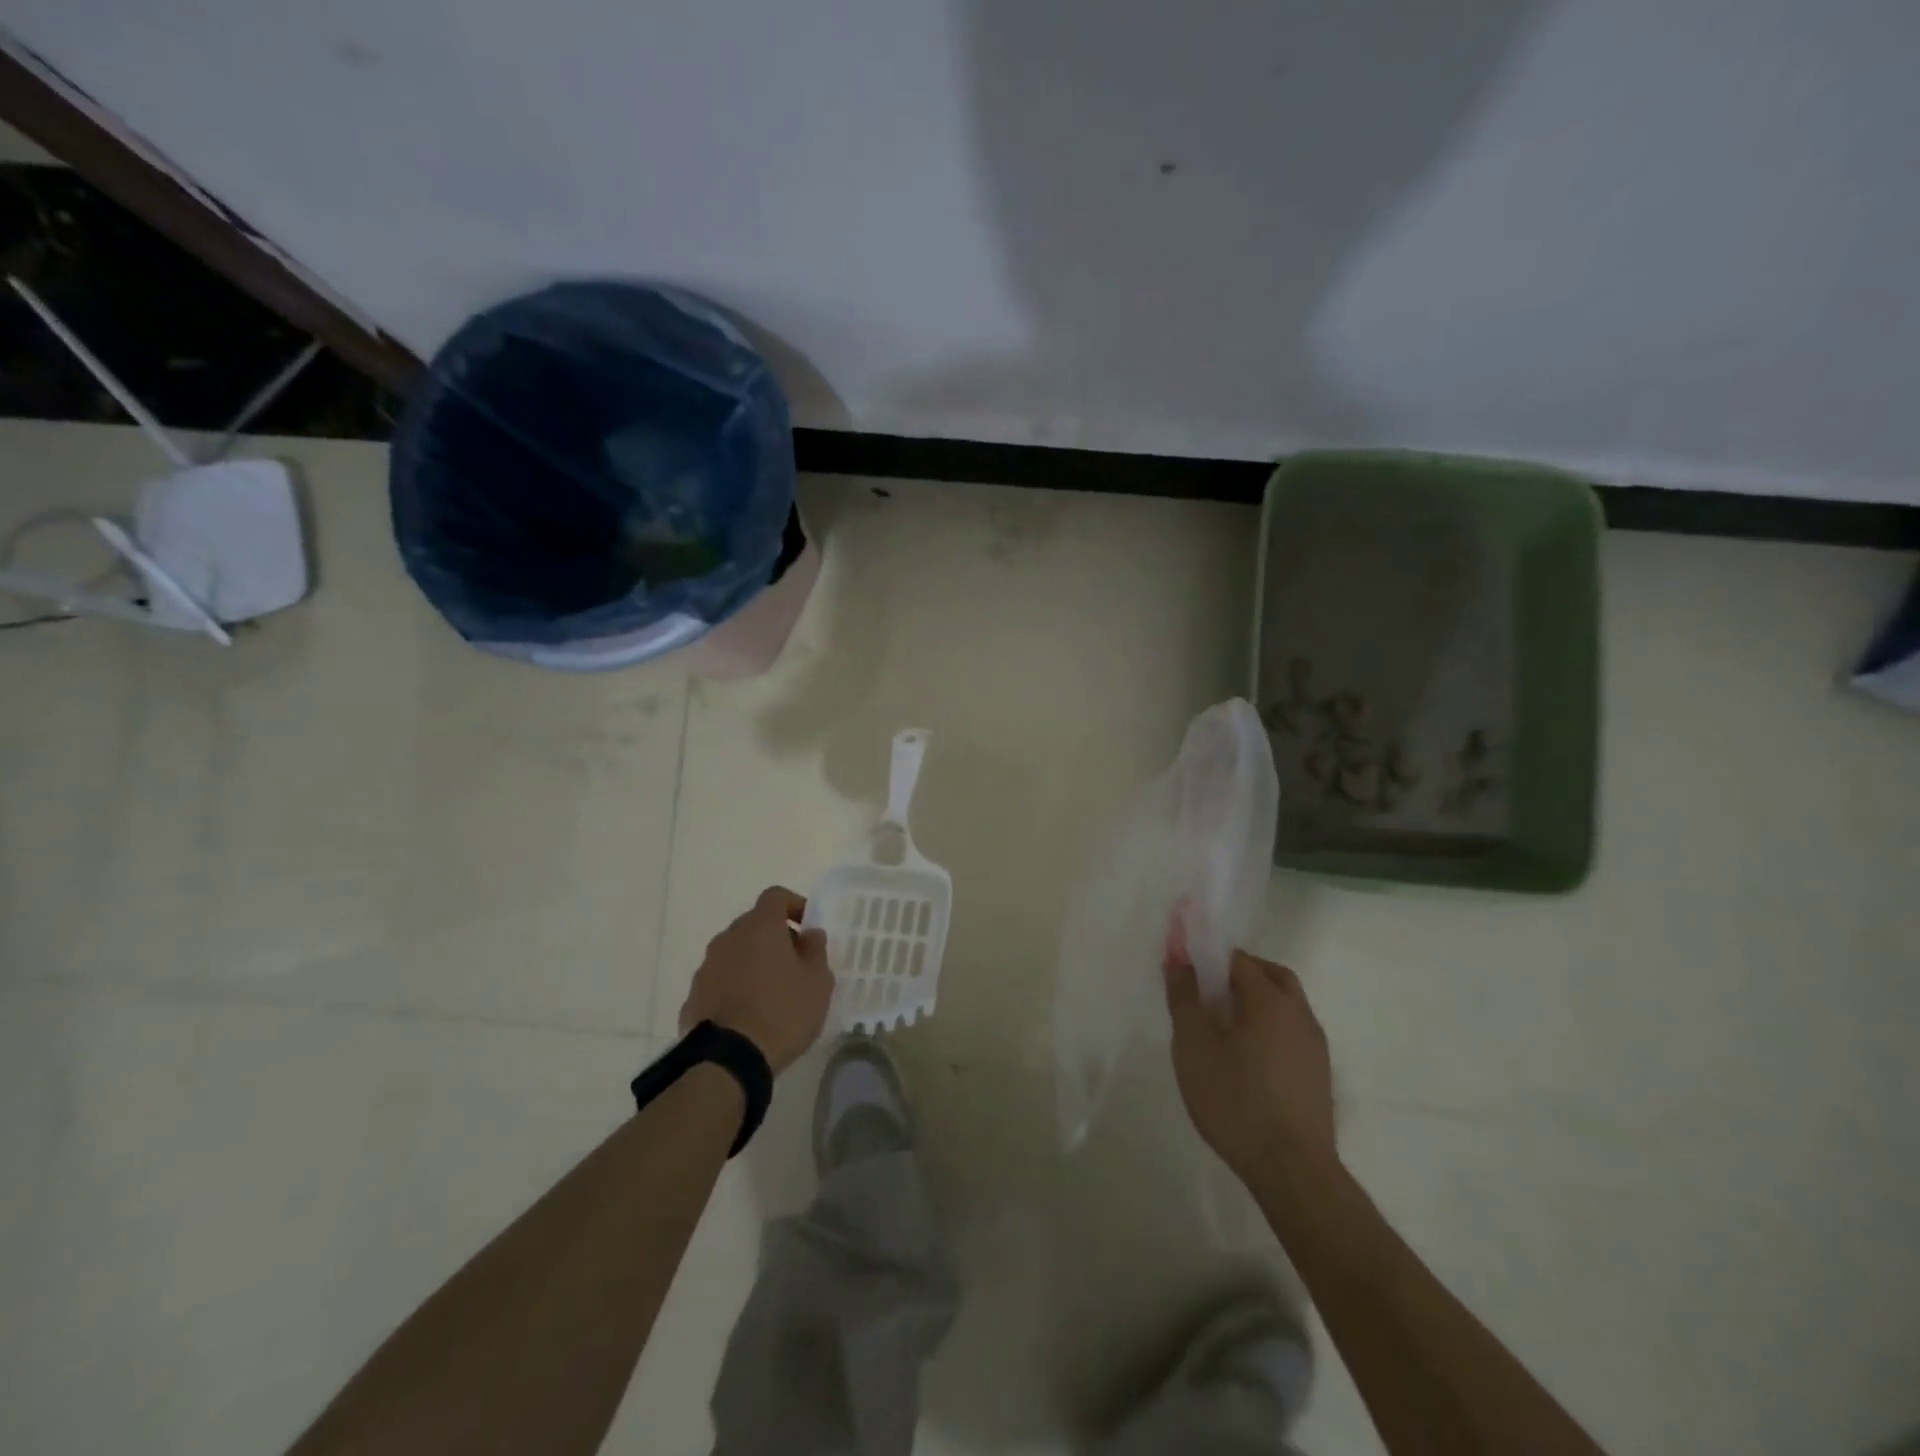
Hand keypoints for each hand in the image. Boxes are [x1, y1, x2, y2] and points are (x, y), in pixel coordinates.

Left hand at [680, 887, 832, 1073]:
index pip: (775, 896)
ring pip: (735, 952)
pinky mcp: (693, 995)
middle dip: (774, 937)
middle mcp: (729, 937)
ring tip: (771, 992)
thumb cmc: (783, 1012)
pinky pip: (719, 980)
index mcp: (761, 926)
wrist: (729, 1059)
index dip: (794, 905)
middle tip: (794, 963)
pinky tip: (748, 1014)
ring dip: (752, 962)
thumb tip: (810, 934)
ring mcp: (707, 966)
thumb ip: (816, 951)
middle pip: (754, 924)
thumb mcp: (817, 983)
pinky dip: (734, 987)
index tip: (807, 926)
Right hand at [1164, 939, 1337, 1188]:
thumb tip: (1178, 960)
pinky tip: (1247, 1055)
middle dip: (1239, 971)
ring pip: (1286, 1004)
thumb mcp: (1194, 1047)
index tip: (1185, 966)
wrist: (1292, 1171)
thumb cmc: (1236, 1101)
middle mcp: (1299, 1015)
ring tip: (1224, 1023)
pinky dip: (1269, 1026)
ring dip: (1257, 999)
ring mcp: (1315, 1046)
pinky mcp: (1319, 1074)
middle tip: (1208, 987)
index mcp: (1270, 1001)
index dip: (1209, 956)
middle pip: (1271, 975)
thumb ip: (1184, 998)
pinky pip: (1291, 1031)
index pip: (1238, 959)